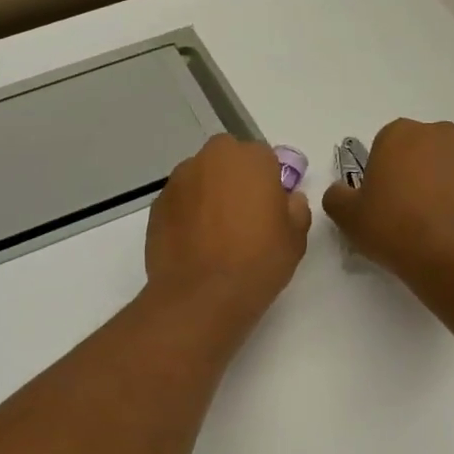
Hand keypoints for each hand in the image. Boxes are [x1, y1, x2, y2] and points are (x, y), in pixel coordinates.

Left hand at [145, 135, 311, 324]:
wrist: (201, 296)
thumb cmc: (257, 262)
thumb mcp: (295, 239)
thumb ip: (296, 209)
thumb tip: (289, 198)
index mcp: (250, 158)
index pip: (263, 157)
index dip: (268, 180)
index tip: (269, 207)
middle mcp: (211, 158)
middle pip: (227, 159)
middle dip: (234, 178)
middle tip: (243, 216)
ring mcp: (179, 180)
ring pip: (200, 178)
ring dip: (208, 194)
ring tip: (215, 233)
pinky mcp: (157, 204)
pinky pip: (180, 201)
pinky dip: (186, 213)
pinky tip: (194, 243)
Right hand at [323, 119, 453, 286]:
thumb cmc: (396, 229)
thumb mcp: (348, 217)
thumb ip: (337, 197)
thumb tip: (341, 192)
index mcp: (401, 134)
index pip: (386, 145)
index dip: (383, 173)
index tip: (383, 201)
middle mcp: (444, 134)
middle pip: (425, 151)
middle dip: (419, 174)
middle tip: (410, 213)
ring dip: (450, 186)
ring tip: (441, 225)